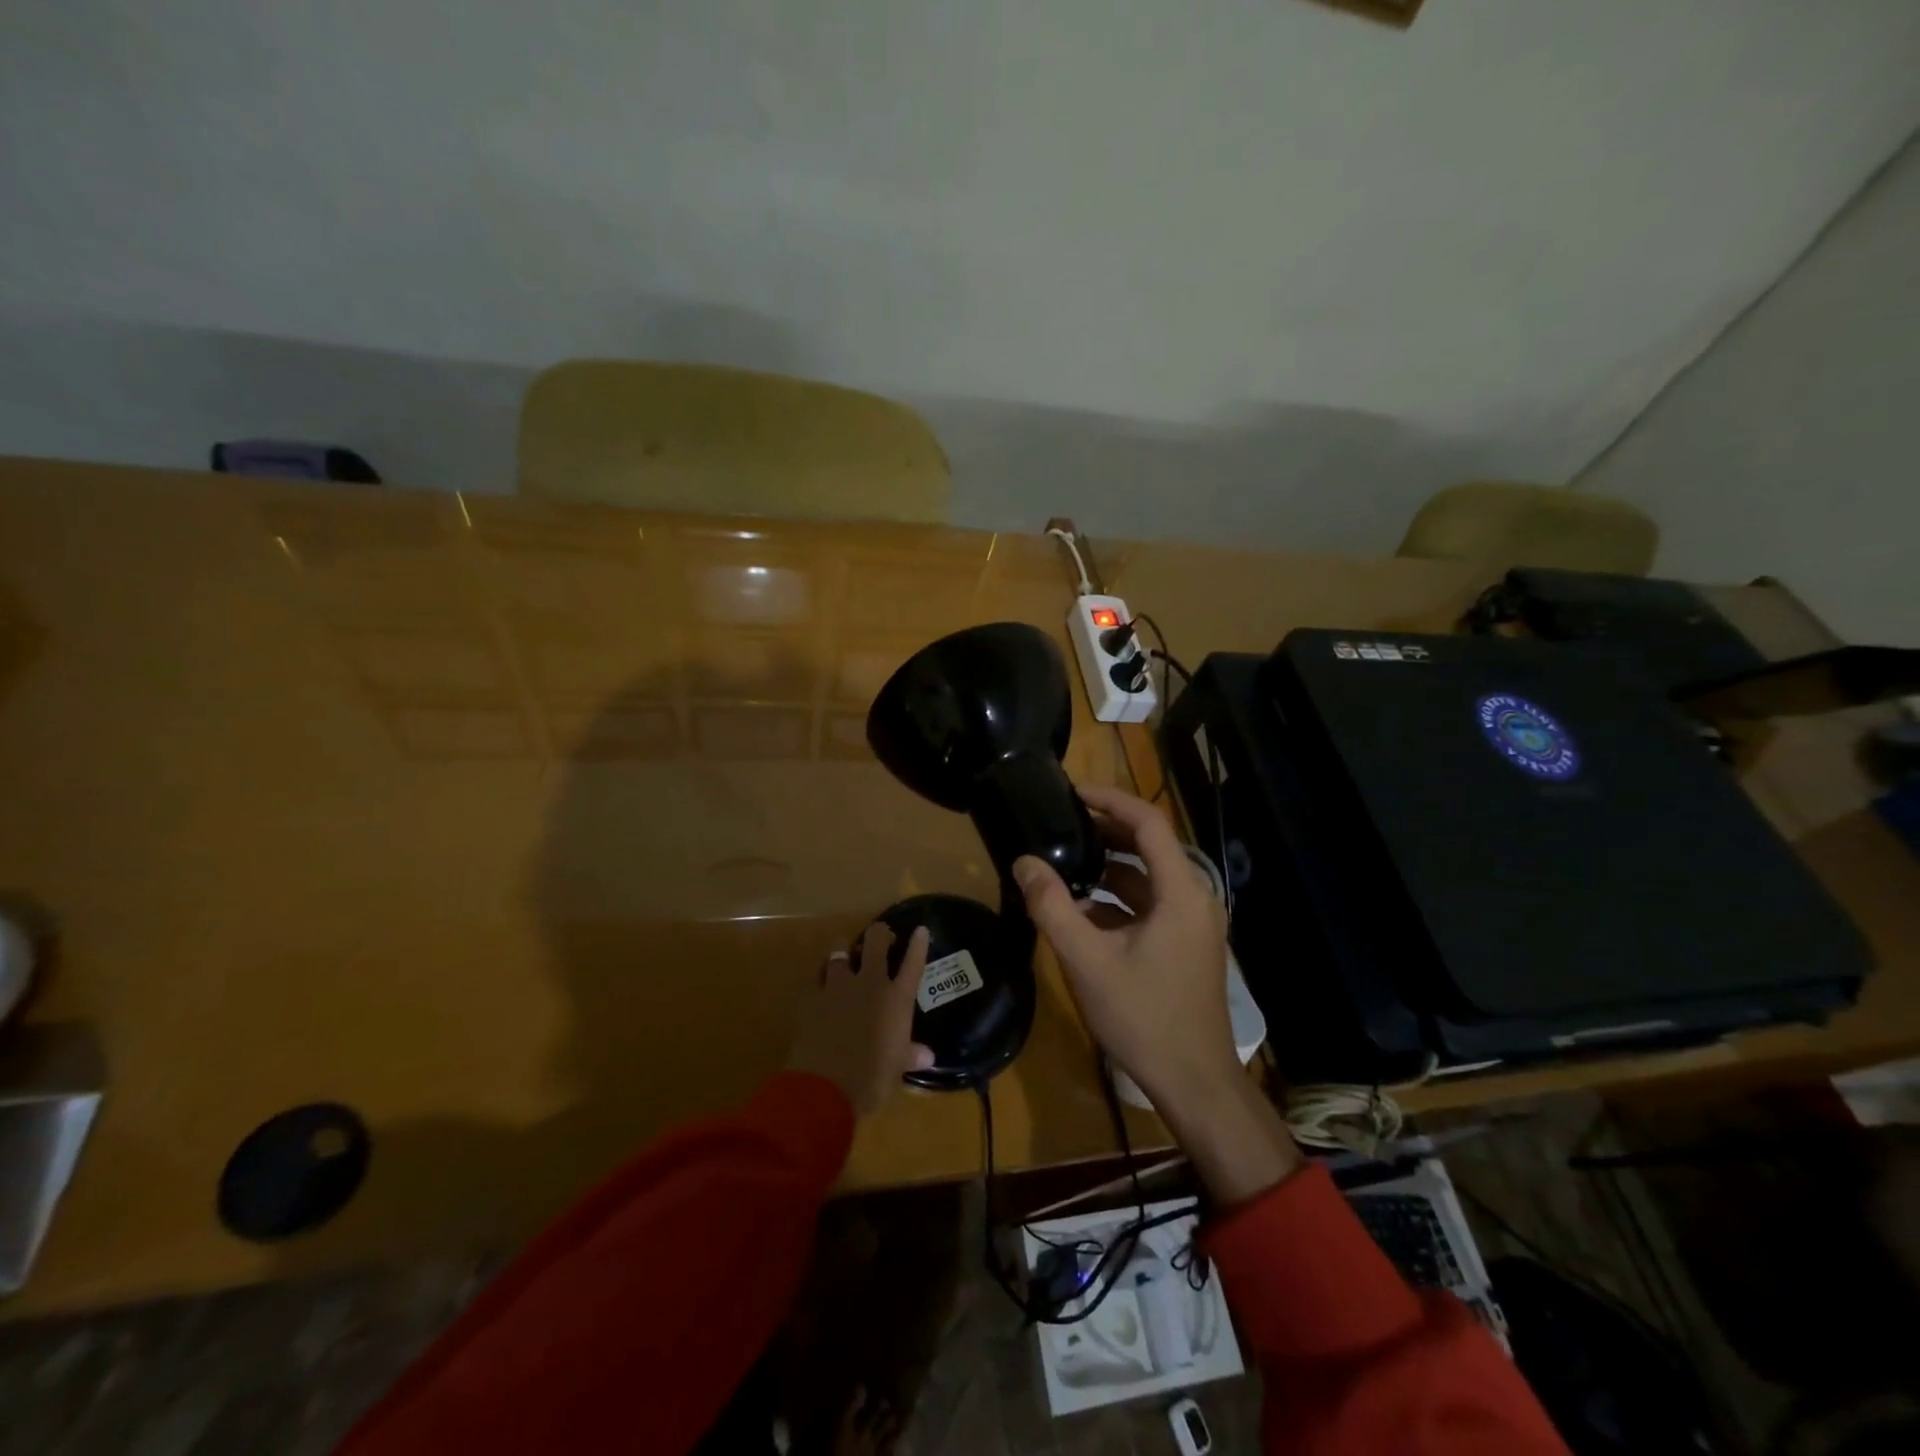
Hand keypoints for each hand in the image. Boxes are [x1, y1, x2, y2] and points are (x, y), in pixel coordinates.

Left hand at [786, 922, 935, 1115]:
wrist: (825, 1087)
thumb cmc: (871, 1079)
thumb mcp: (896, 1068)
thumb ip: (910, 1055)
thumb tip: (927, 1056)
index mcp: (896, 999)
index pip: (913, 963)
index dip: (918, 945)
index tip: (921, 930)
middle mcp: (869, 984)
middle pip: (875, 942)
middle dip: (879, 933)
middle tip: (881, 937)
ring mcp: (838, 986)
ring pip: (840, 950)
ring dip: (845, 949)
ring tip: (846, 955)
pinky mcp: (812, 997)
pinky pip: (817, 976)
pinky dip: (821, 976)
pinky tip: (822, 983)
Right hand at [1013, 784, 1236, 1109]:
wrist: (1194, 1083)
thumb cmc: (1144, 1017)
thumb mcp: (1088, 960)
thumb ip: (1053, 907)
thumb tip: (1023, 861)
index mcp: (1181, 892)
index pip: (1149, 823)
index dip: (1111, 800)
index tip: (1072, 791)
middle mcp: (1195, 897)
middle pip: (1150, 845)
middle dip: (1106, 830)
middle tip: (1061, 823)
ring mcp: (1193, 923)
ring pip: (1149, 877)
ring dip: (1109, 867)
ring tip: (1064, 861)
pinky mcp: (1185, 943)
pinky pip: (1150, 904)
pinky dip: (1118, 899)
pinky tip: (1081, 909)